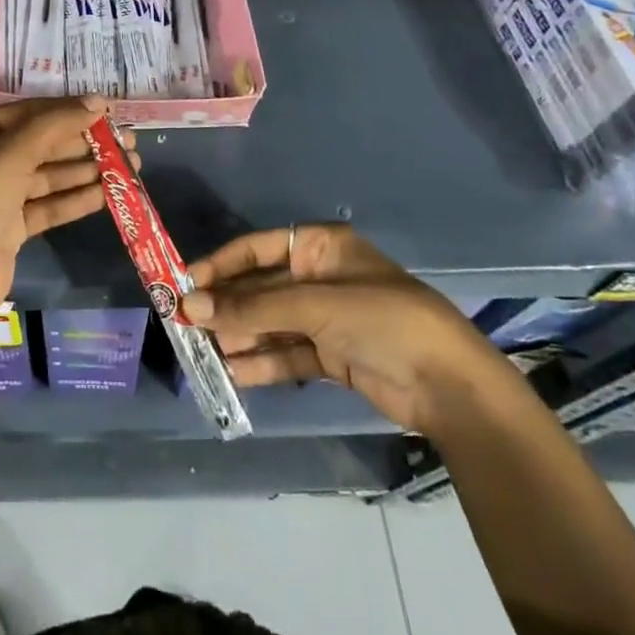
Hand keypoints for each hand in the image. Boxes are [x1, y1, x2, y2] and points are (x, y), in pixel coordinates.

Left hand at [0, 96, 132, 315]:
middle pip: (41, 143)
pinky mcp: (13, 224)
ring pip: (49, 174)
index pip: (26, 113)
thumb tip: (98, 102)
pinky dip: (77, 198)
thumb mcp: (10, 156)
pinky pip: (49, 203)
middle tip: (127, 140)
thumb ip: (55, 126)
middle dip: (83, 143)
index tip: (107, 110)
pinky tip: (109, 192)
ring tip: (130, 164)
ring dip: (87, 169)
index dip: (67, 110)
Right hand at [181, 224, 505, 433]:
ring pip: (269, 324)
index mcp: (320, 248)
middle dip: (226, 307)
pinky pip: (286, 354)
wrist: (449, 386)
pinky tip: (233, 373)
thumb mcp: (314, 306)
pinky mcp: (331, 355)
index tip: (185, 284)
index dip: (220, 265)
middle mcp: (318, 278)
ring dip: (239, 337)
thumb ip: (251, 309)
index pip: (257, 248)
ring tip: (203, 352)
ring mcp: (325, 318)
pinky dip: (261, 363)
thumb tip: (190, 308)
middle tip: (186, 324)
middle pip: (260, 288)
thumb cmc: (382, 320)